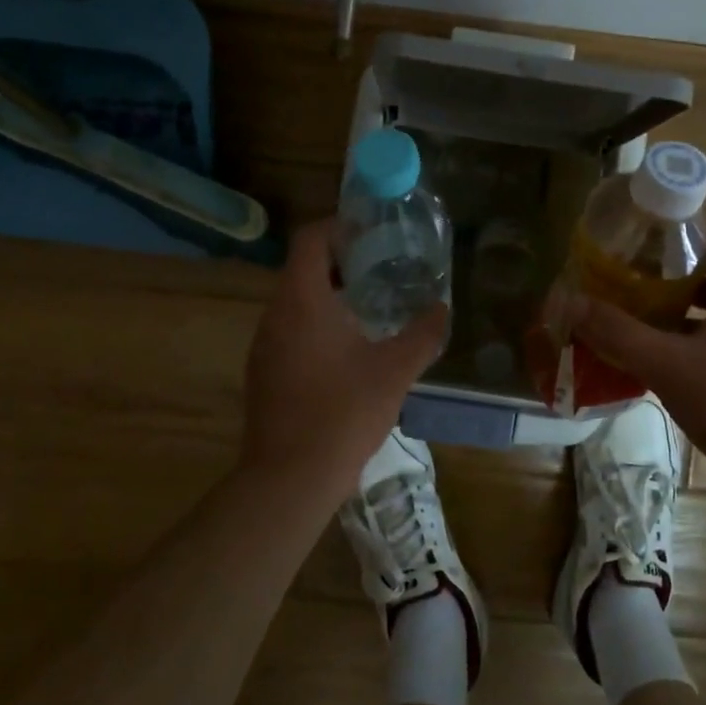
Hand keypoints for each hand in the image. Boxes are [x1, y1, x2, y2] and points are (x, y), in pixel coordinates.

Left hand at [241, 219, 448, 501]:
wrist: (289, 478)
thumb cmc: (343, 413)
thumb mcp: (394, 370)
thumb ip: (422, 334)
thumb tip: (443, 308)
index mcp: (302, 300)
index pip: (309, 239)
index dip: (338, 226)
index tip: (370, 232)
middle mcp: (274, 314)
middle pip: (302, 268)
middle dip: (340, 261)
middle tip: (380, 268)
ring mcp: (263, 345)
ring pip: (294, 302)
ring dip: (328, 295)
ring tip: (369, 307)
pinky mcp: (262, 372)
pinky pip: (289, 331)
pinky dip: (315, 325)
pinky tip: (347, 352)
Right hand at [572, 209, 705, 493]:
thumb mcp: (671, 369)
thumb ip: (618, 333)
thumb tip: (569, 302)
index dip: (679, 220)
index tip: (637, 234)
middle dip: (669, 265)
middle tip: (626, 276)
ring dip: (683, 302)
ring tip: (640, 314)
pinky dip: (701, 333)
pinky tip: (672, 359)